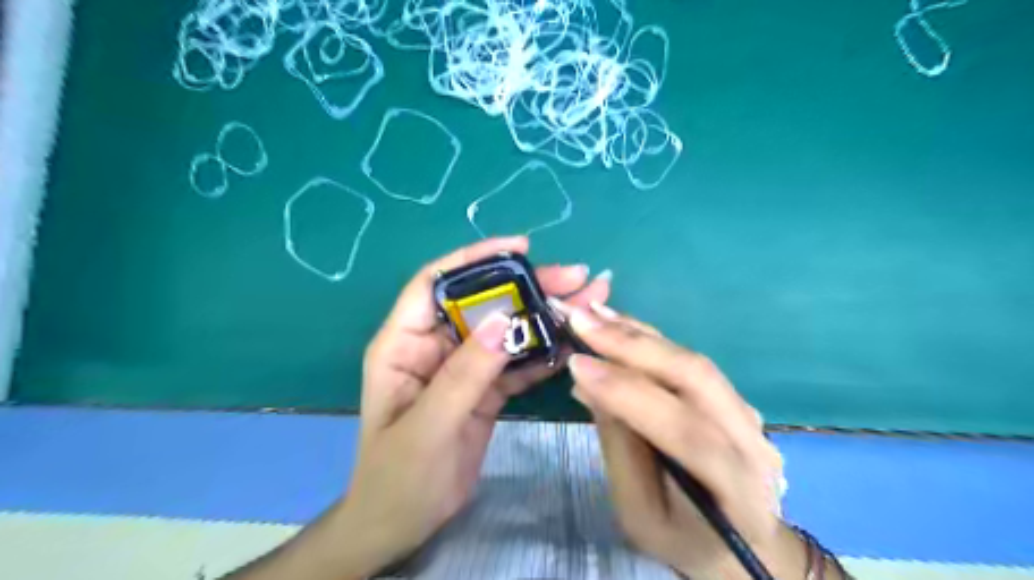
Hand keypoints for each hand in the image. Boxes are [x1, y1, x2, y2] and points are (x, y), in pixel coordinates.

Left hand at [339, 235, 611, 573]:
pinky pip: (516, 363)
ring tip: (588, 302)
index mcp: (405, 344)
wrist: (402, 524)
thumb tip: (505, 319)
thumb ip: (465, 373)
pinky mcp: (484, 389)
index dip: (475, 258)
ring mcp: (464, 367)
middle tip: (575, 277)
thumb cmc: (397, 477)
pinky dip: (543, 353)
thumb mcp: (428, 426)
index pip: (436, 283)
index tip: (520, 248)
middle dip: (527, 287)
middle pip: (483, 303)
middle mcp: (436, 346)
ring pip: (506, 331)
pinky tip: (574, 344)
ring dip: (544, 317)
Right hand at [562, 306, 792, 576]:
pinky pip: (688, 359)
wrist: (741, 543)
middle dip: (631, 345)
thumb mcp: (639, 513)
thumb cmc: (682, 538)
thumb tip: (588, 384)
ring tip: (591, 314)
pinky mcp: (731, 395)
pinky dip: (649, 338)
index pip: (684, 431)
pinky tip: (617, 323)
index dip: (628, 394)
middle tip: (580, 320)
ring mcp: (746, 412)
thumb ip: (619, 448)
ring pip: (691, 359)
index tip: (577, 365)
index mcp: (736, 488)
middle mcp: (751, 440)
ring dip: (637, 333)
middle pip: (694, 378)